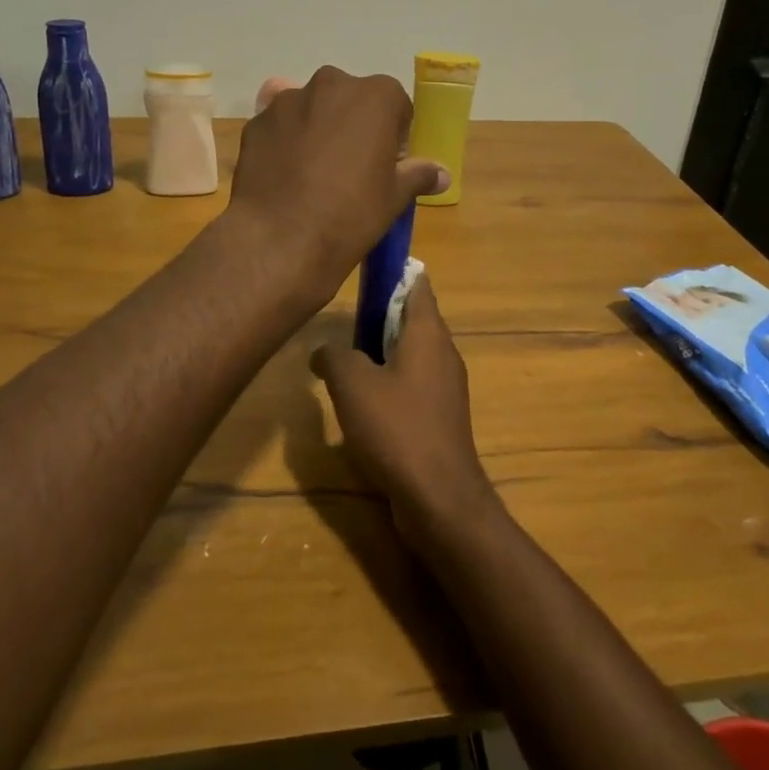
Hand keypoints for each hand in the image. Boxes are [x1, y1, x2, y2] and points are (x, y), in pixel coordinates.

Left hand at [230, 66, 447, 297]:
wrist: (280, 239)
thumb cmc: (350, 214)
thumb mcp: (394, 197)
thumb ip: (418, 175)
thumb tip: (441, 174)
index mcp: (375, 95)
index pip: (395, 105)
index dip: (394, 135)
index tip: (387, 164)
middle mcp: (331, 84)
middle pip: (350, 99)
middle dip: (353, 125)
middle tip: (351, 168)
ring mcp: (287, 100)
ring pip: (312, 108)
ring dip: (317, 129)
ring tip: (313, 173)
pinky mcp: (256, 122)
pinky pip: (279, 125)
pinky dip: (285, 141)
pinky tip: (285, 176)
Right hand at [311, 276, 498, 550]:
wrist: (438, 498)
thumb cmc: (397, 428)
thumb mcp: (352, 384)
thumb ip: (334, 357)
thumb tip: (323, 351)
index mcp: (428, 334)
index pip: (418, 285)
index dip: (395, 272)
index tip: (367, 271)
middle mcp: (443, 354)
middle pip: (413, 319)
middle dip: (380, 315)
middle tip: (343, 319)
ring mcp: (445, 388)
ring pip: (411, 354)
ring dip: (382, 352)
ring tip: (346, 359)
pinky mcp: (440, 418)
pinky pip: (412, 386)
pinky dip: (389, 383)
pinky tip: (362, 403)